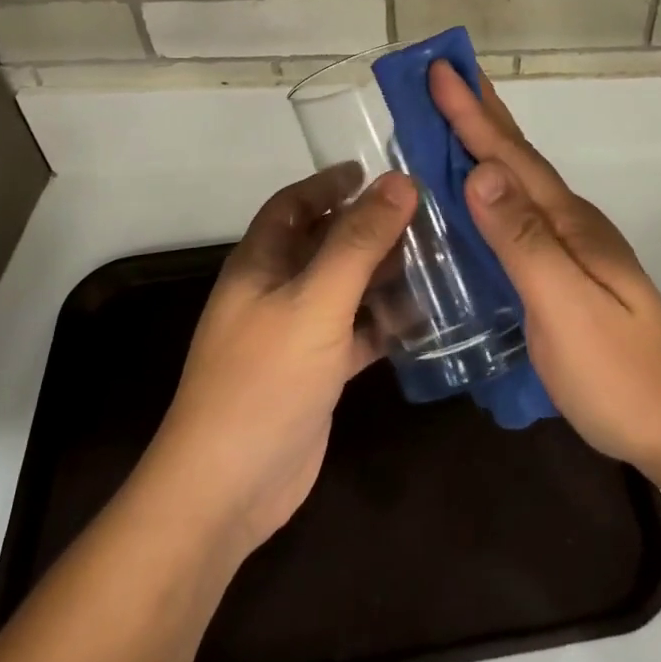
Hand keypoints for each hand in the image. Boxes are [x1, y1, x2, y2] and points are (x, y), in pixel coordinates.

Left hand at [145, 167, 417, 561]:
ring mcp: (295, 334)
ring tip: (433, 255)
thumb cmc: (265, 379)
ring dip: (381, 272)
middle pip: (325, 243)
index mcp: (260, 262)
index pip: (293, 205)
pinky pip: (355, 331)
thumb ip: (359, 241)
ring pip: (344, 287)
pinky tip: (423, 316)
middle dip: (367, 226)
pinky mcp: (316, 372)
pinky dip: (384, 321)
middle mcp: (275, 291)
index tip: (373, 171)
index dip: (328, 184)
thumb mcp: (316, 301)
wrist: (227, 490)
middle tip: (421, 214)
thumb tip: (400, 182)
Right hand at [430, 62, 660, 480]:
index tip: (439, 69)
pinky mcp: (562, 271)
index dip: (471, 113)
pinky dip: (491, 186)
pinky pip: (516, 212)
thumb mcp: (565, 305)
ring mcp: (569, 246)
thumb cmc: (616, 371)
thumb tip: (481, 171)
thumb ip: (523, 240)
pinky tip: (476, 193)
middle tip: (447, 71)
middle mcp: (568, 222)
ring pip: (517, 180)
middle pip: (517, 156)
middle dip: (480, 111)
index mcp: (567, 221)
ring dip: (485, 142)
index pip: (510, 156)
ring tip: (454, 116)